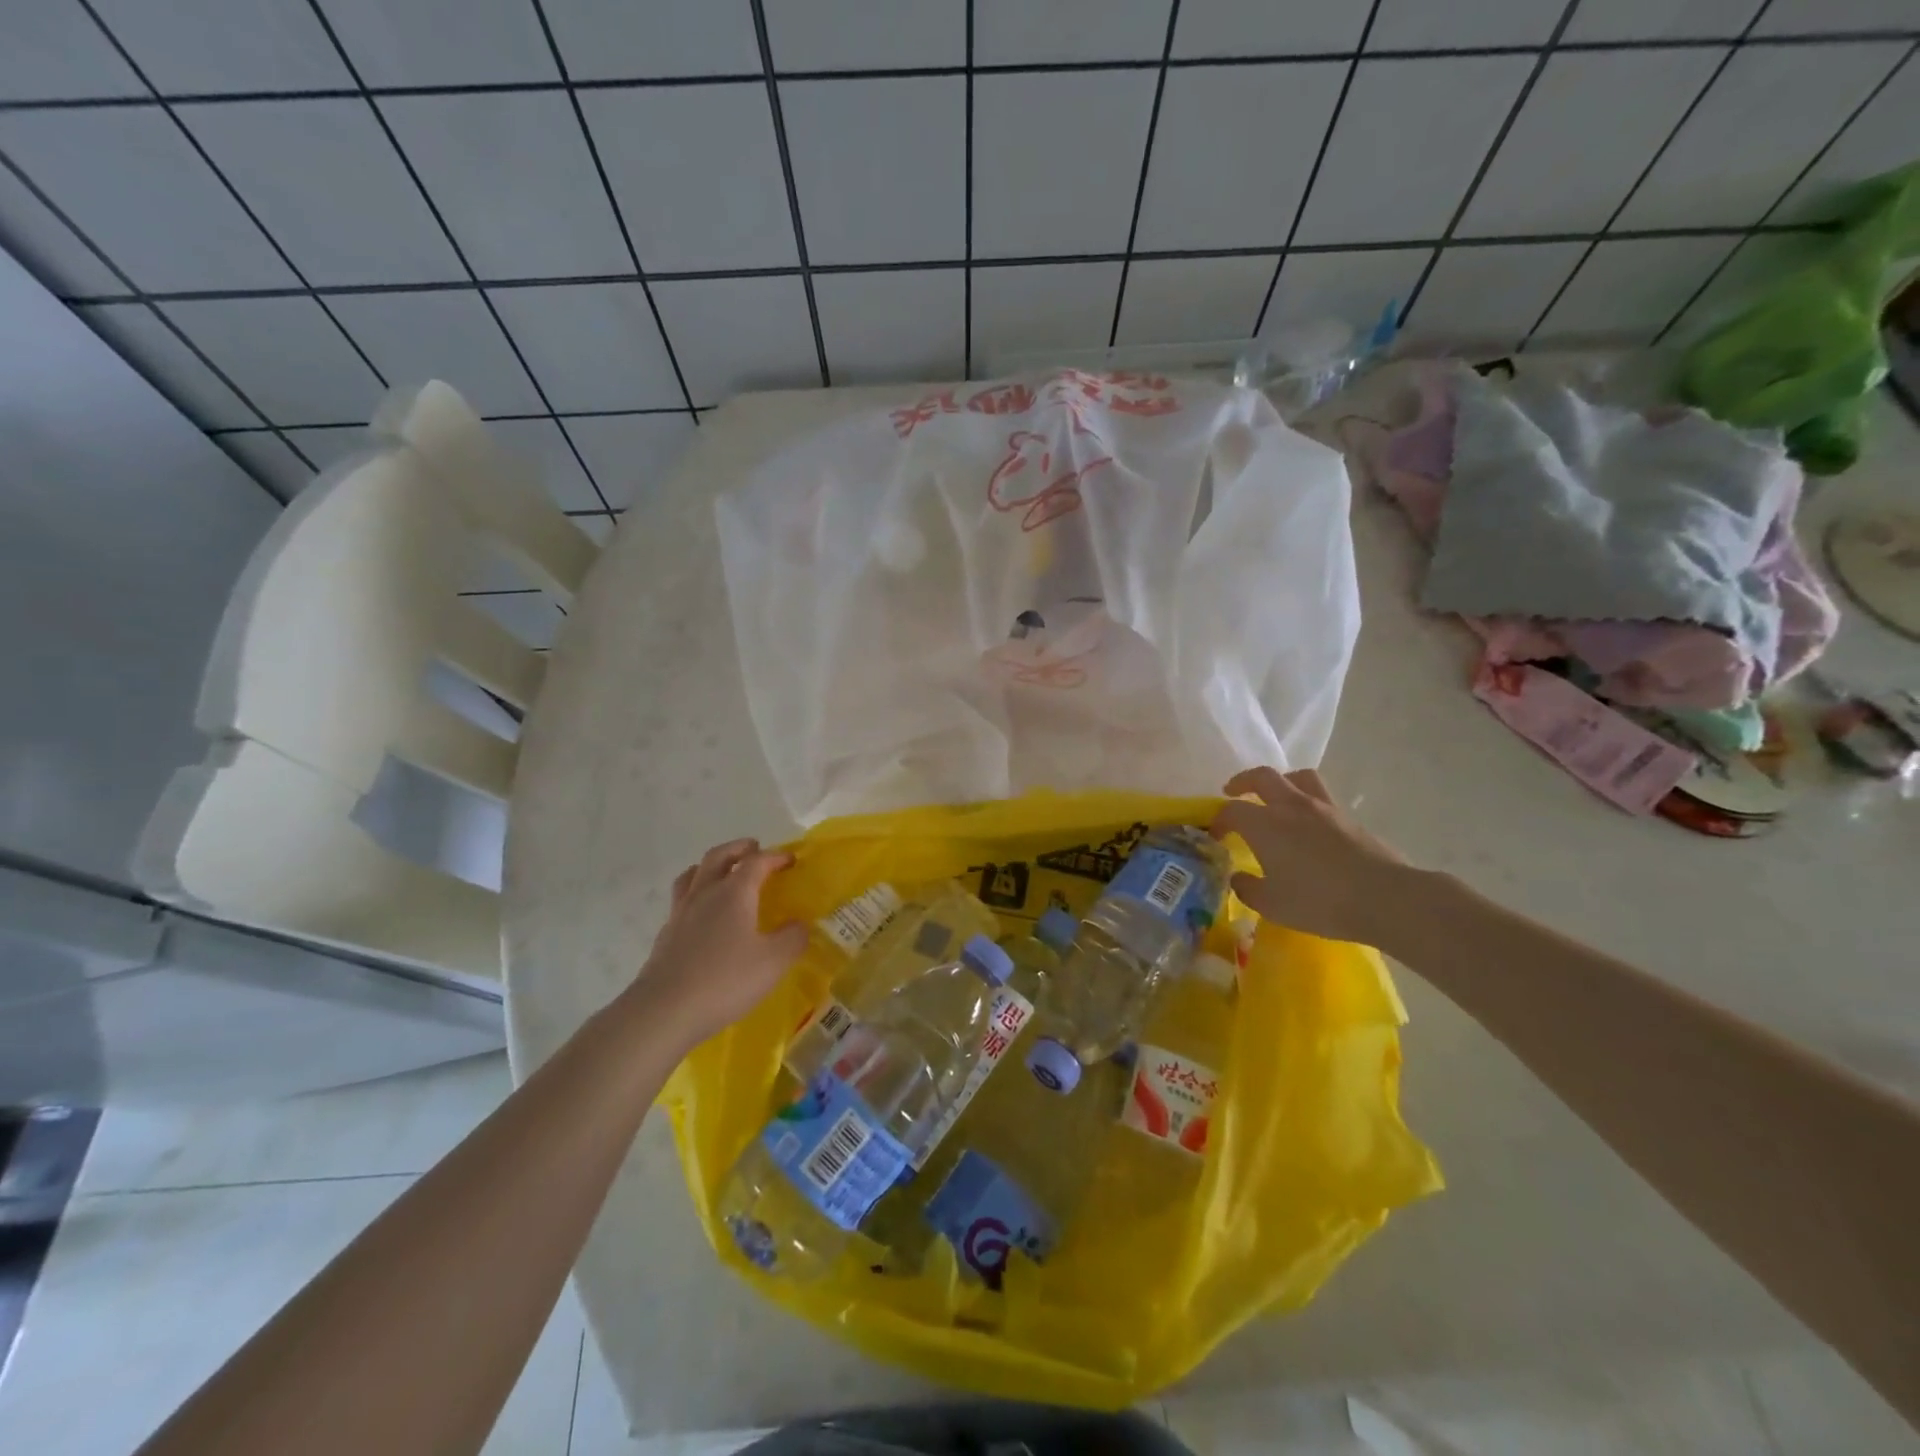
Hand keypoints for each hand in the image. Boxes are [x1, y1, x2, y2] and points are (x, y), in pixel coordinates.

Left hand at [629, 839, 808, 1047]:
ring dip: (710, 866)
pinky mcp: (666, 935)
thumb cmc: (725, 980)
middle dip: (738, 849)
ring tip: (722, 872)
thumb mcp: (773, 962)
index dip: (775, 857)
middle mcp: (705, 894)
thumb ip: (793, 938)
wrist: (664, 1011)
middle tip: (753, 848)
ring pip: (693, 875)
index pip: (756, 862)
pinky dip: (697, 895)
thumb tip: (800, 924)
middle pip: (718, 857)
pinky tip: (704, 915)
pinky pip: (682, 901)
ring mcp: (680, 913)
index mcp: (734, 893)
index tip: (791, 859)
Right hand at [1210, 767, 1408, 945]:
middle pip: (1262, 777)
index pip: (1231, 810)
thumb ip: (1248, 889)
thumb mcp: (1272, 905)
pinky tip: (1307, 823)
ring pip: (1297, 777)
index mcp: (1265, 824)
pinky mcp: (1348, 818)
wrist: (1383, 898)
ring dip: (1280, 782)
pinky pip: (1321, 796)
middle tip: (1233, 792)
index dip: (1218, 820)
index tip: (1214, 835)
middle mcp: (1291, 806)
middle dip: (1242, 782)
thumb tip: (1239, 878)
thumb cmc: (1319, 901)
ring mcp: (1323, 808)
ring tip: (1275, 797)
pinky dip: (1306, 801)